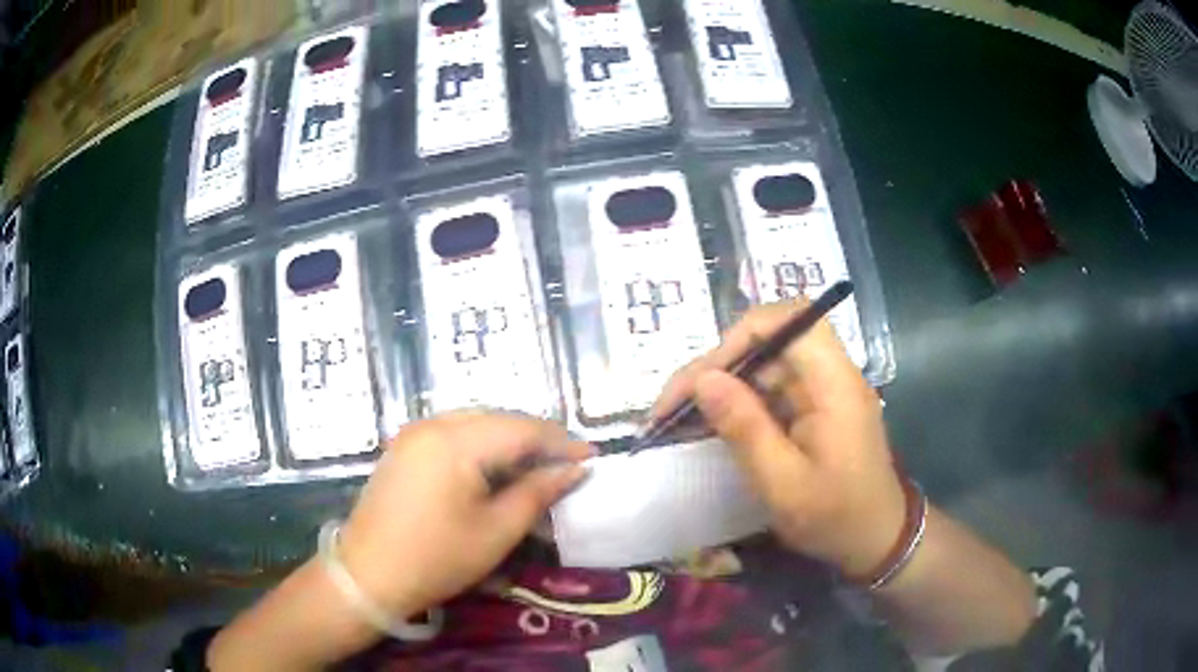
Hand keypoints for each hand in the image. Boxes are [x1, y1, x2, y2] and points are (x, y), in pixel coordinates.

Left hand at [338, 413, 591, 616]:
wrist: (367, 575)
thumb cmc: (436, 559)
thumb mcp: (496, 531)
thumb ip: (537, 493)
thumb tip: (574, 469)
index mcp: (456, 441)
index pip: (522, 429)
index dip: (561, 442)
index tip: (592, 457)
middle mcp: (433, 424)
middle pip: (498, 419)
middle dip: (536, 439)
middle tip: (567, 463)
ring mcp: (414, 433)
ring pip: (476, 424)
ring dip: (509, 441)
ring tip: (537, 466)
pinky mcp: (404, 448)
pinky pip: (453, 434)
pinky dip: (482, 446)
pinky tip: (496, 468)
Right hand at [650, 301, 904, 577]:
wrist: (876, 539)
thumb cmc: (835, 518)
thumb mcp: (783, 484)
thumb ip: (745, 429)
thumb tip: (703, 380)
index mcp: (834, 384)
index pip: (789, 320)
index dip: (740, 336)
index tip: (702, 379)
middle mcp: (830, 374)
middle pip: (768, 340)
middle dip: (716, 366)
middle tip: (672, 406)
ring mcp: (822, 390)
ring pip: (763, 364)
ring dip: (721, 385)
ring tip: (678, 418)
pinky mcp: (814, 407)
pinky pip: (769, 389)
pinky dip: (736, 403)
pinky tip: (708, 425)